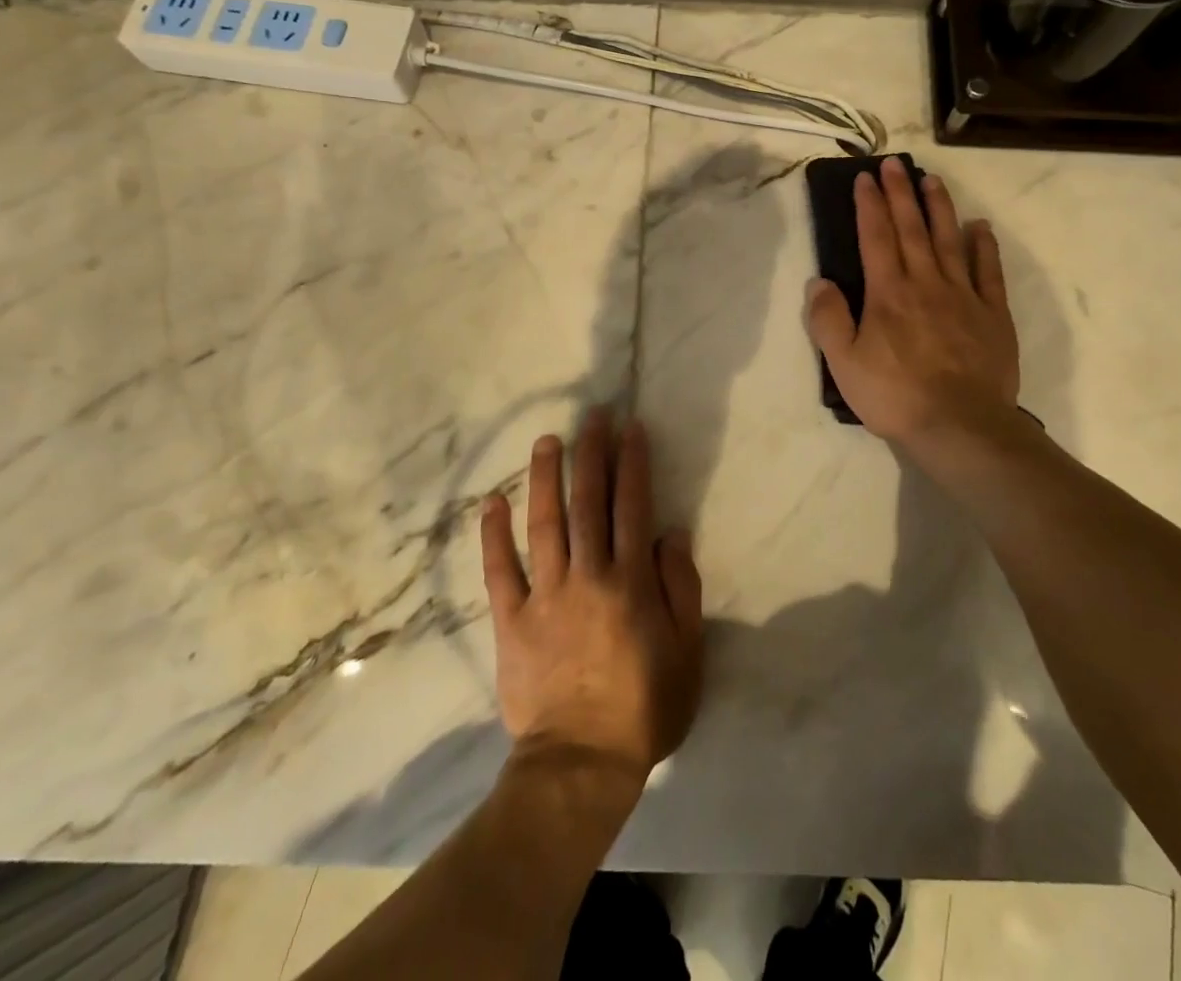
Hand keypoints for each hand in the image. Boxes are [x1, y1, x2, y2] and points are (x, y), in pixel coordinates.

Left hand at [481, 409, 703, 784]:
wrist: (581, 763)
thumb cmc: (644, 707)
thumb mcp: (688, 652)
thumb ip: (681, 588)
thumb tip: (670, 533)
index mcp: (630, 580)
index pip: (632, 506)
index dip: (633, 463)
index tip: (631, 428)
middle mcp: (587, 575)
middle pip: (589, 502)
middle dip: (592, 454)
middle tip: (591, 416)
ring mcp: (545, 595)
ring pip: (544, 523)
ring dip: (545, 478)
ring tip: (546, 441)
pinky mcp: (511, 620)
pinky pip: (500, 570)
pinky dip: (494, 535)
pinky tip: (493, 501)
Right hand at [804, 157, 1020, 448]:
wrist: (960, 426)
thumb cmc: (895, 396)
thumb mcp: (844, 364)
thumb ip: (828, 320)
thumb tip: (819, 281)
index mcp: (888, 293)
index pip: (876, 237)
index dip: (870, 205)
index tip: (866, 177)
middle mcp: (926, 283)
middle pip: (912, 229)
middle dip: (901, 194)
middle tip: (896, 164)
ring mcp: (964, 296)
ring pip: (949, 241)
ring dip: (940, 208)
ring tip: (932, 180)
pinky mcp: (992, 315)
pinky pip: (988, 272)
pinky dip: (983, 246)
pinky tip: (980, 228)